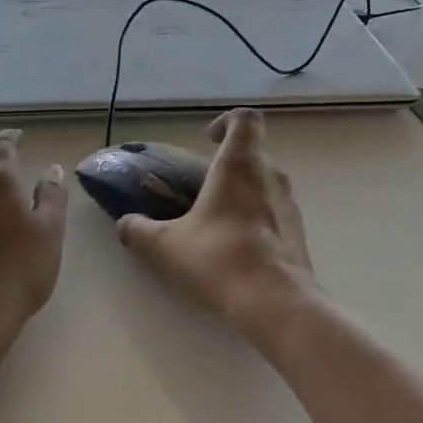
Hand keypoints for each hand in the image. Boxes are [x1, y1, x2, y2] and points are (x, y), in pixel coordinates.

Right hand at [116, 108, 315, 327]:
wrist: (274, 303)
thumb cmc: (218, 259)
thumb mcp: (165, 247)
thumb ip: (139, 231)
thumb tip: (125, 224)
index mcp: (239, 166)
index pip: (244, 119)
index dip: (226, 121)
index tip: (208, 139)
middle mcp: (270, 177)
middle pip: (255, 153)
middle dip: (229, 164)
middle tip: (203, 187)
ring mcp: (289, 206)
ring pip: (267, 184)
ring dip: (244, 192)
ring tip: (218, 220)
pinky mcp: (298, 234)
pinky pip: (276, 213)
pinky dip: (258, 219)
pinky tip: (238, 248)